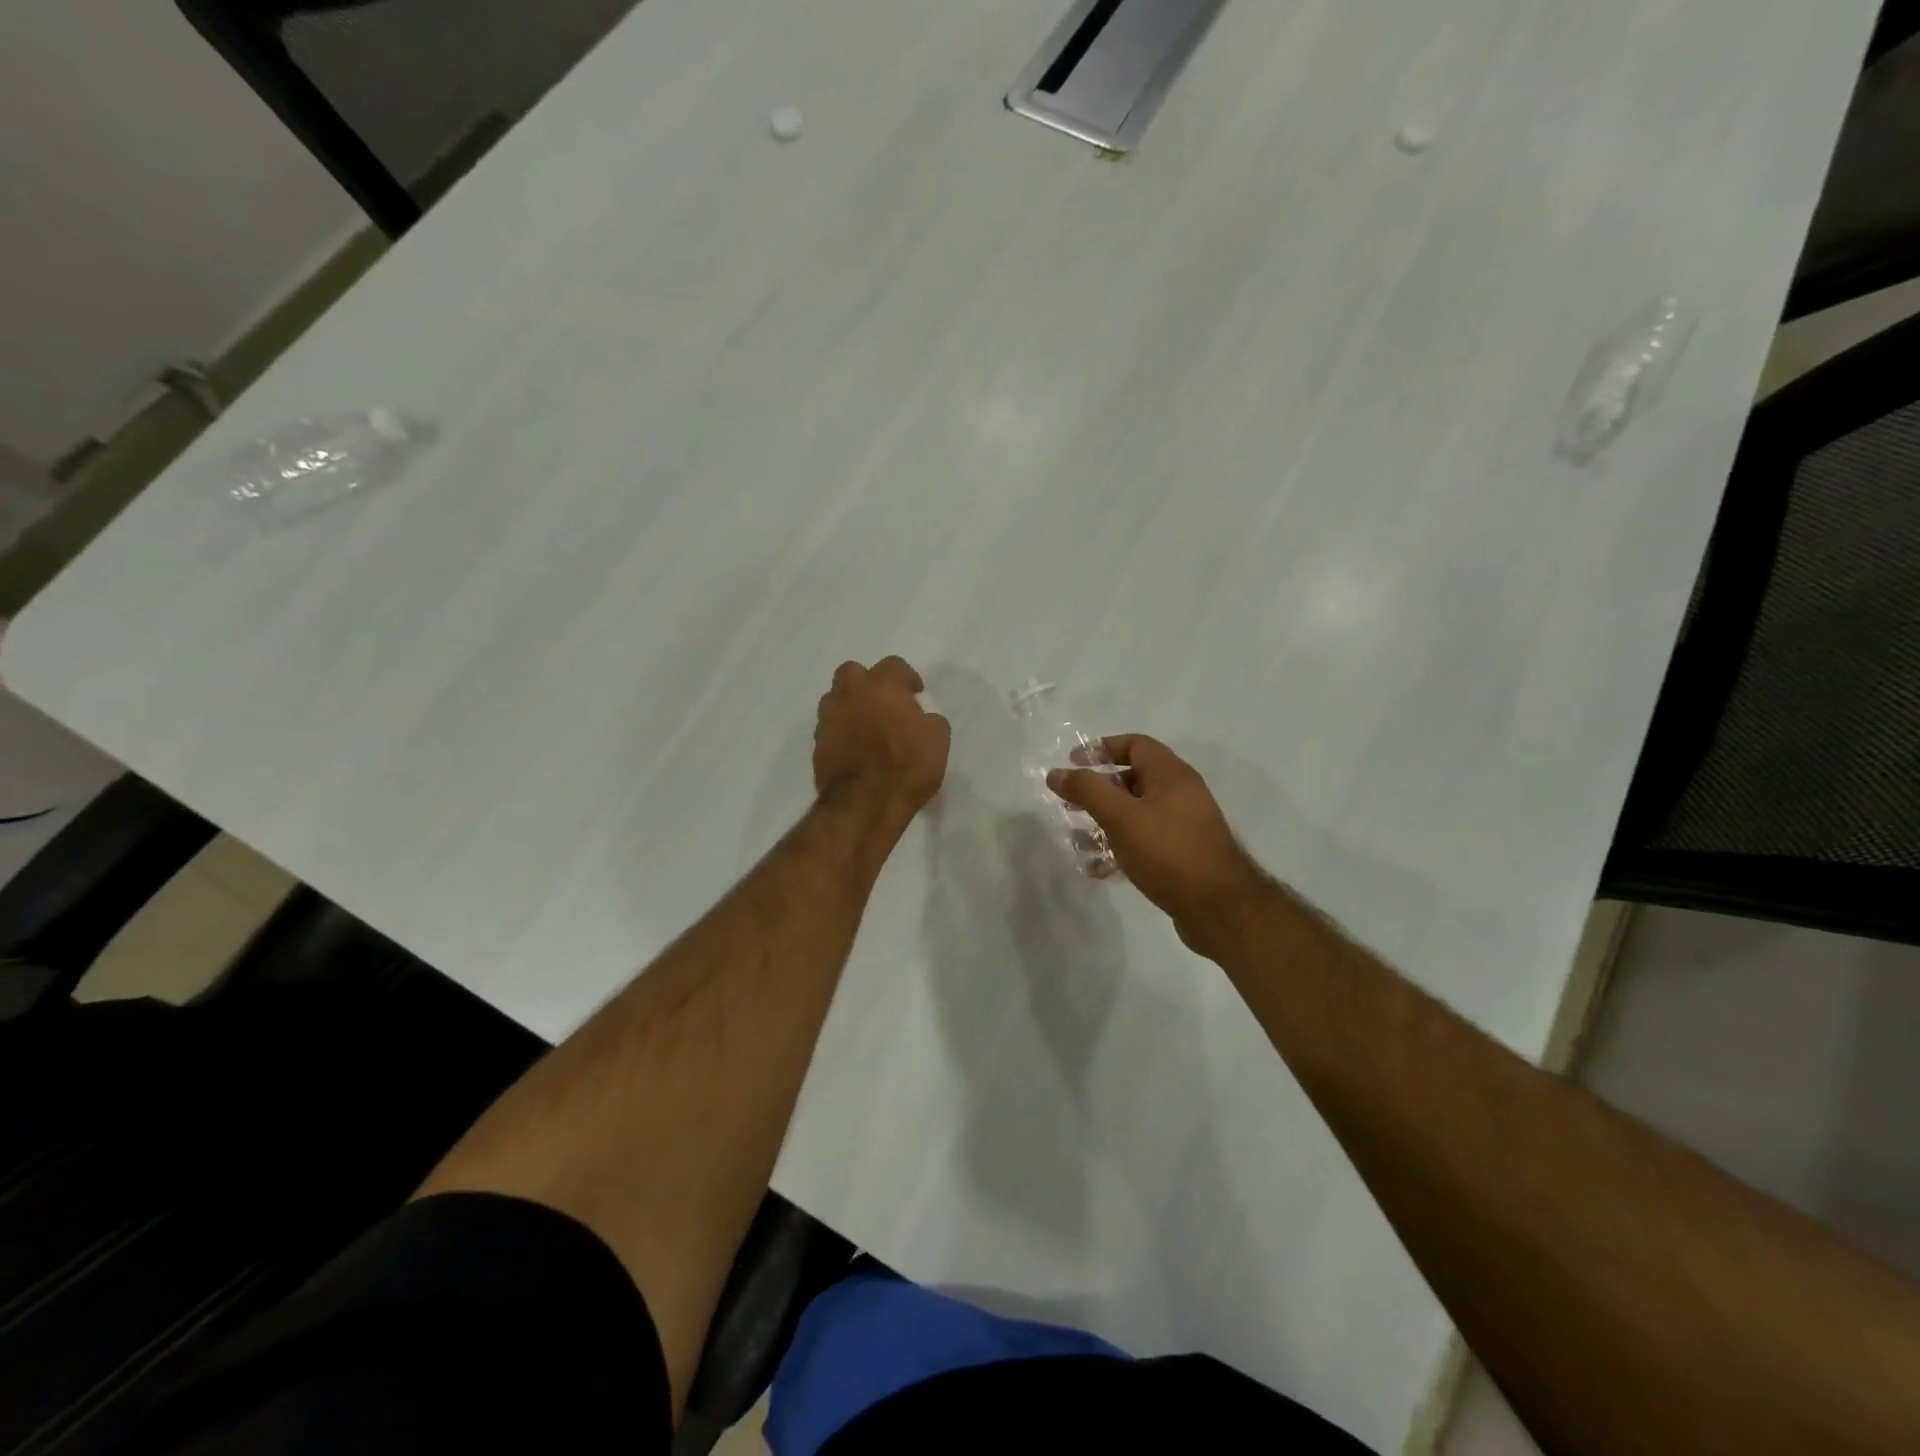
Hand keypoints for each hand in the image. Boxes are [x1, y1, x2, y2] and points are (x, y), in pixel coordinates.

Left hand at [813, 657, 950, 826]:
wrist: (864, 803)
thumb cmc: (907, 766)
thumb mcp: (937, 741)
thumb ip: (930, 721)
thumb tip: (922, 718)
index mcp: (883, 685)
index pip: (894, 665)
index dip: (906, 677)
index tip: (915, 694)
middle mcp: (850, 694)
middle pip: (852, 671)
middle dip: (867, 682)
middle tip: (883, 702)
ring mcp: (829, 718)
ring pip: (834, 698)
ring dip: (849, 705)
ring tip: (866, 725)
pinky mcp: (817, 744)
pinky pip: (829, 727)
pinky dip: (840, 731)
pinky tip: (854, 747)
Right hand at [1048, 735, 1271, 957]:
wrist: (1219, 909)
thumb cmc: (1168, 852)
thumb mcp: (1121, 816)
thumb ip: (1087, 791)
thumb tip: (1056, 773)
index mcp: (1171, 775)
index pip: (1135, 745)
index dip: (1102, 748)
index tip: (1073, 762)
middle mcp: (1181, 794)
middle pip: (1134, 779)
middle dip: (1098, 790)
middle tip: (1069, 803)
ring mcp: (1184, 826)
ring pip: (1137, 814)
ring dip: (1105, 822)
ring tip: (1078, 838)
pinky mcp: (1183, 856)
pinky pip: (1145, 842)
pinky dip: (1120, 848)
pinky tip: (1098, 868)